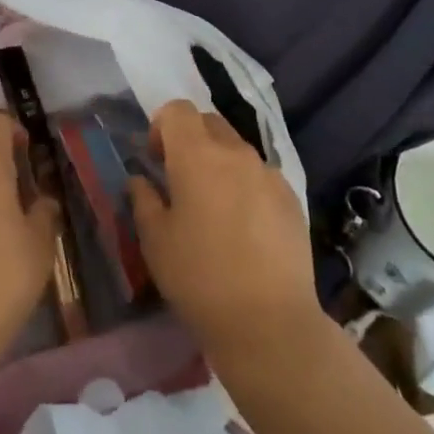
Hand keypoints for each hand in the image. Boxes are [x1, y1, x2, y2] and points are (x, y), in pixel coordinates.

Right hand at [129, 100, 320, 358]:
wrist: (269, 323)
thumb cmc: (199, 278)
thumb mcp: (154, 240)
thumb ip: (143, 199)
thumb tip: (141, 180)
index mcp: (197, 155)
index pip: (177, 110)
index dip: (160, 127)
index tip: (155, 161)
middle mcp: (236, 153)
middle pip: (208, 122)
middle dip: (190, 139)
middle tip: (179, 180)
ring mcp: (269, 174)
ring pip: (236, 148)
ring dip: (218, 162)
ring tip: (212, 207)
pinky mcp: (292, 198)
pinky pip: (260, 175)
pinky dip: (245, 184)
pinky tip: (243, 227)